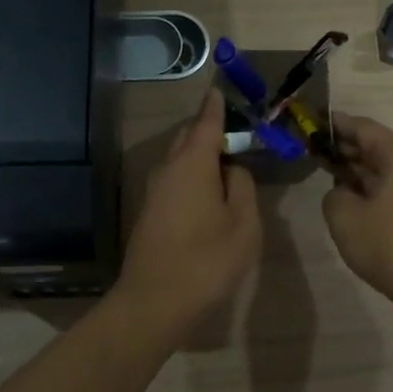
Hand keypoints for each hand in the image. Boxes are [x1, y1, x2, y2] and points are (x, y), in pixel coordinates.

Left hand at [114, 93, 261, 341]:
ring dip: (199, 155)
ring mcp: (154, 191)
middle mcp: (168, 169)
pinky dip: (191, 175)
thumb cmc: (207, 260)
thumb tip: (232, 169)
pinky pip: (173, 179)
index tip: (220, 90)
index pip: (206, 123)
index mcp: (192, 164)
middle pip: (188, 138)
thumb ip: (242, 186)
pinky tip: (207, 192)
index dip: (216, 106)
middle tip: (235, 133)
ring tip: (226, 163)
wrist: (155, 302)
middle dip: (208, 129)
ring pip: (178, 159)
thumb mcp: (243, 224)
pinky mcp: (149, 213)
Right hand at [323, 113, 392, 320]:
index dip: (336, 124)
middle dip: (347, 149)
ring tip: (330, 175)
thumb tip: (343, 193)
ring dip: (360, 171)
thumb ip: (334, 195)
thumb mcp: (345, 217)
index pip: (364, 128)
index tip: (313, 123)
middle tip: (315, 151)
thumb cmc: (390, 246)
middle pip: (379, 147)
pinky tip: (356, 202)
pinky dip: (375, 189)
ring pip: (388, 170)